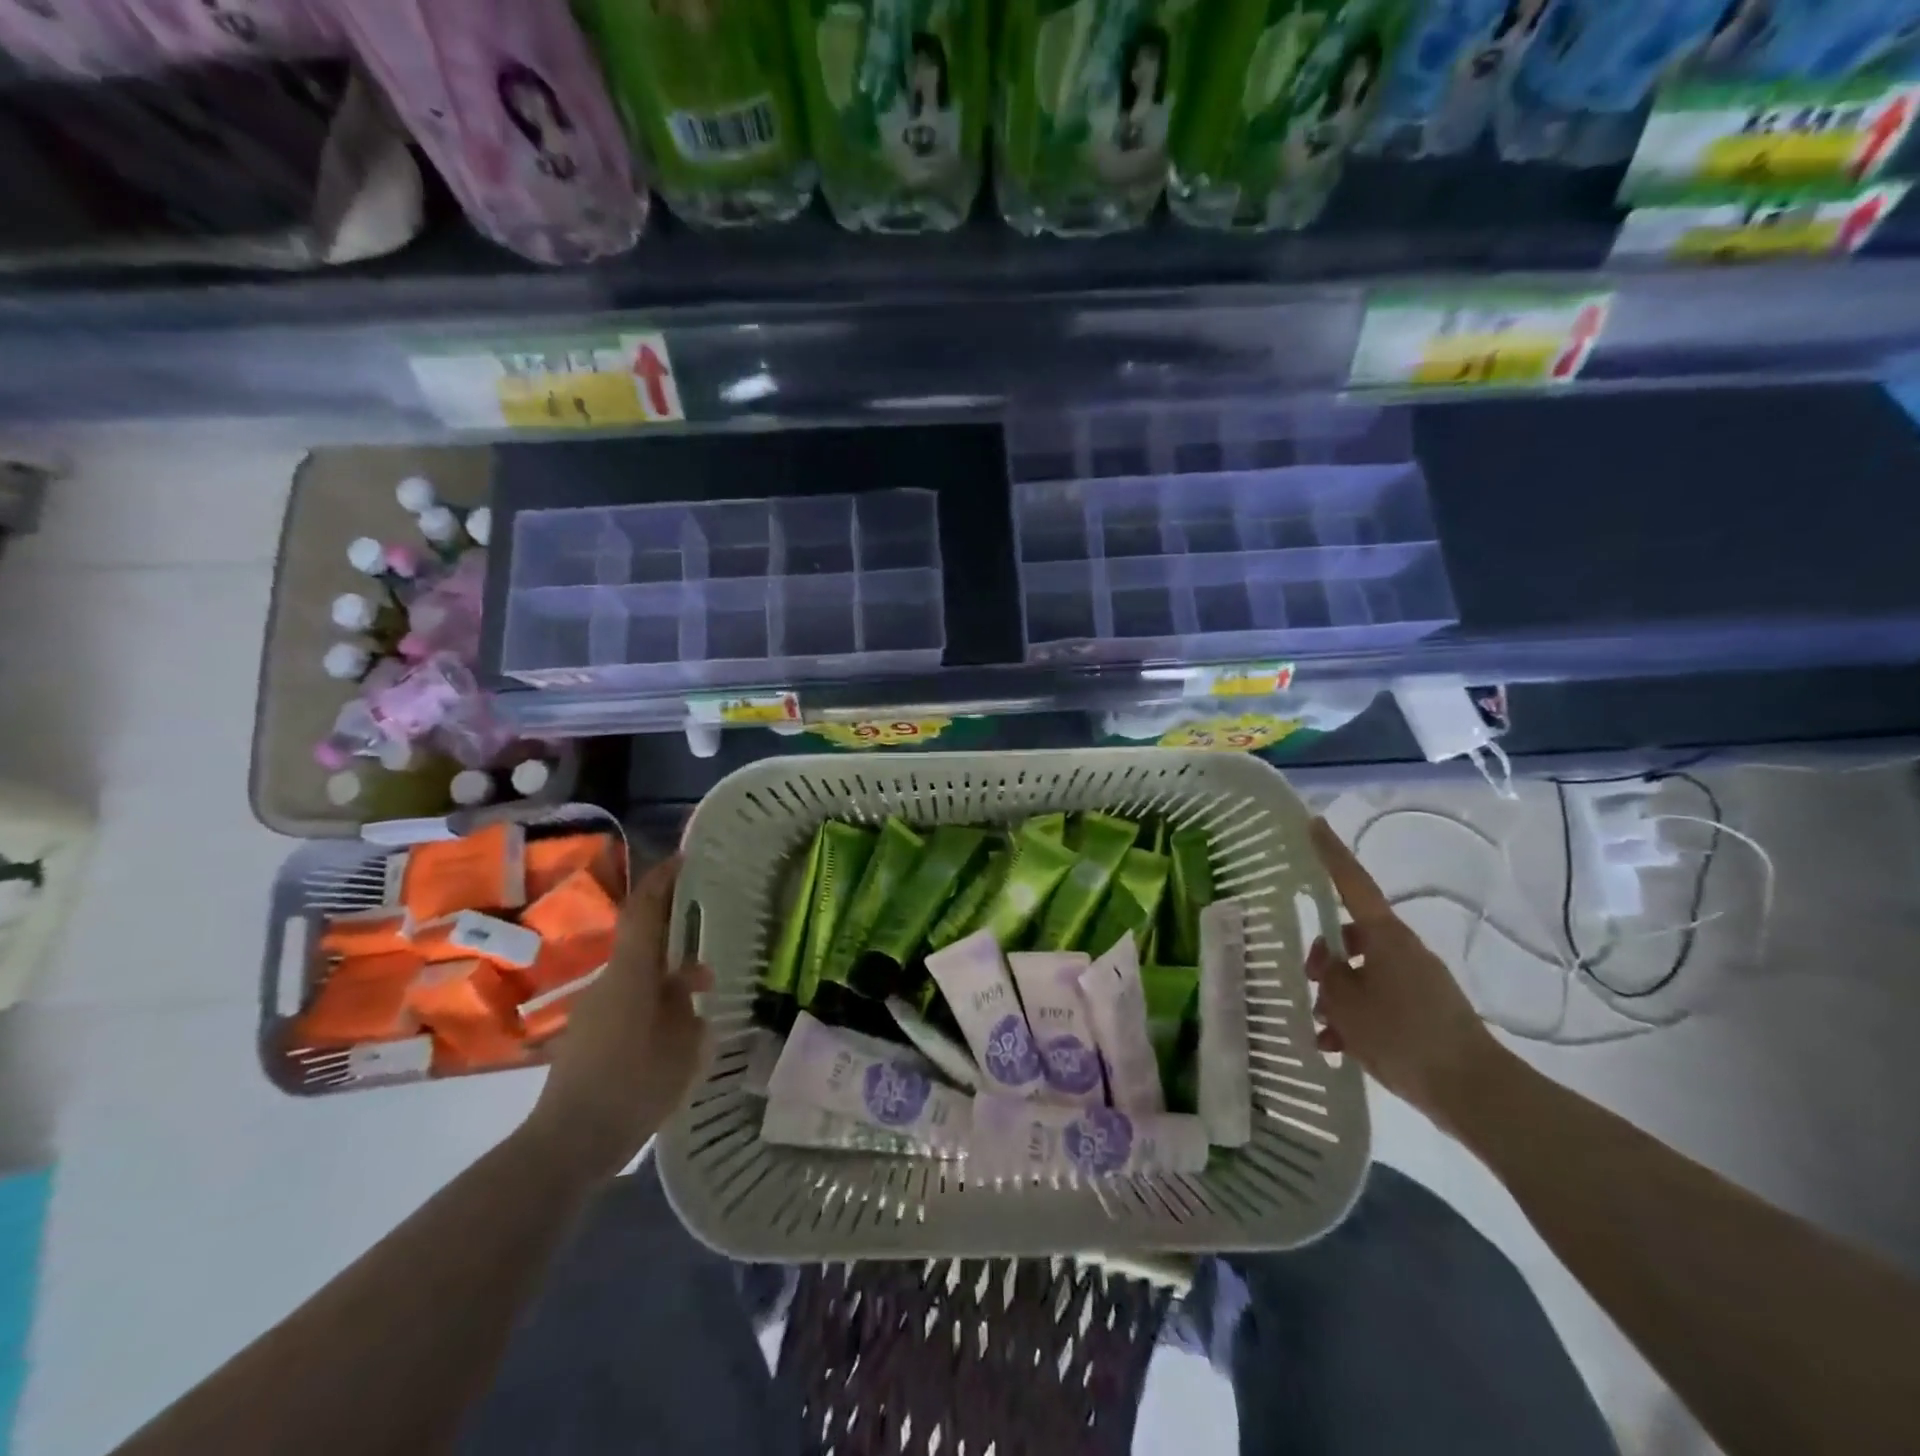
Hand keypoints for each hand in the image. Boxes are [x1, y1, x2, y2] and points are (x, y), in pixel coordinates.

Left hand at [524, 854, 712, 1179]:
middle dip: (676, 936)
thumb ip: (689, 1009)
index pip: (644, 911)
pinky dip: (654, 1002)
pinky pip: (628, 1002)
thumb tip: (688, 988)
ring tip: (702, 995)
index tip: (683, 858)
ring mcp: (594, 1009)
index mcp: (632, 973)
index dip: (662, 880)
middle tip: (709, 935)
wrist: (569, 1142)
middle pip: (643, 943)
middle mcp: (609, 981)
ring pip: (638, 976)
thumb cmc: (634, 1084)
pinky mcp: (588, 1035)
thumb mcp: (683, 1045)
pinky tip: (675, 1031)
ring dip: (668, 976)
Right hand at [1306, 818, 1504, 1130]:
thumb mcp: (1347, 1005)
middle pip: (1350, 938)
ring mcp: (1415, 982)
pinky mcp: (1423, 1012)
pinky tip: (1337, 1049)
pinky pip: (1378, 1002)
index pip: (1352, 883)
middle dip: (1323, 957)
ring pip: (1361, 974)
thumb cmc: (1403, 1035)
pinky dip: (1356, 1021)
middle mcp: (1402, 950)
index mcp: (1385, 936)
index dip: (1330, 853)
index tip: (1313, 823)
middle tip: (1307, 982)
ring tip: (1320, 1030)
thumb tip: (1325, 963)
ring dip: (1337, 997)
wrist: (1473, 1091)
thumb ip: (1327, 977)